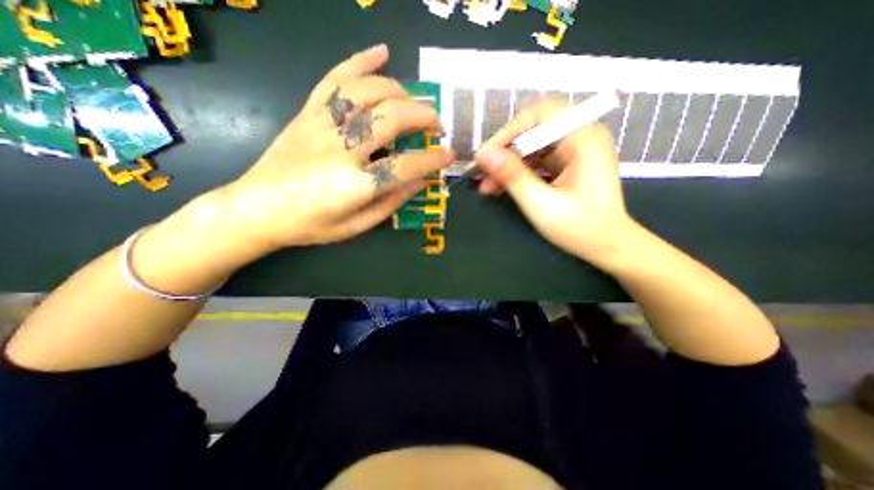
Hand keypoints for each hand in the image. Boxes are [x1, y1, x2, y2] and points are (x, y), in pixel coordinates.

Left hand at [218, 44, 453, 252]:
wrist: (256, 209)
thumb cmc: (310, 225)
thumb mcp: (356, 226)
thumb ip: (391, 203)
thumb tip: (421, 181)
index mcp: (353, 186)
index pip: (404, 166)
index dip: (432, 159)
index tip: (449, 154)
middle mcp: (339, 150)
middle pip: (390, 119)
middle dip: (421, 117)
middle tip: (436, 124)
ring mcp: (320, 126)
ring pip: (366, 92)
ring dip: (399, 91)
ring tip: (413, 101)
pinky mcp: (306, 113)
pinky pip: (334, 79)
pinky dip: (360, 61)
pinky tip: (381, 52)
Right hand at [476, 98, 639, 264]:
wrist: (606, 245)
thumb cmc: (580, 228)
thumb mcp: (541, 204)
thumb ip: (513, 177)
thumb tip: (483, 154)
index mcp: (583, 138)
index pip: (540, 115)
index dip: (508, 131)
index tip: (485, 155)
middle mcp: (580, 136)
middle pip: (532, 129)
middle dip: (504, 151)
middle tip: (481, 172)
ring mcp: (573, 149)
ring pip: (530, 146)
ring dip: (507, 164)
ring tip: (486, 185)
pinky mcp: (566, 162)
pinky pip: (535, 160)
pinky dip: (517, 172)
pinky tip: (500, 187)